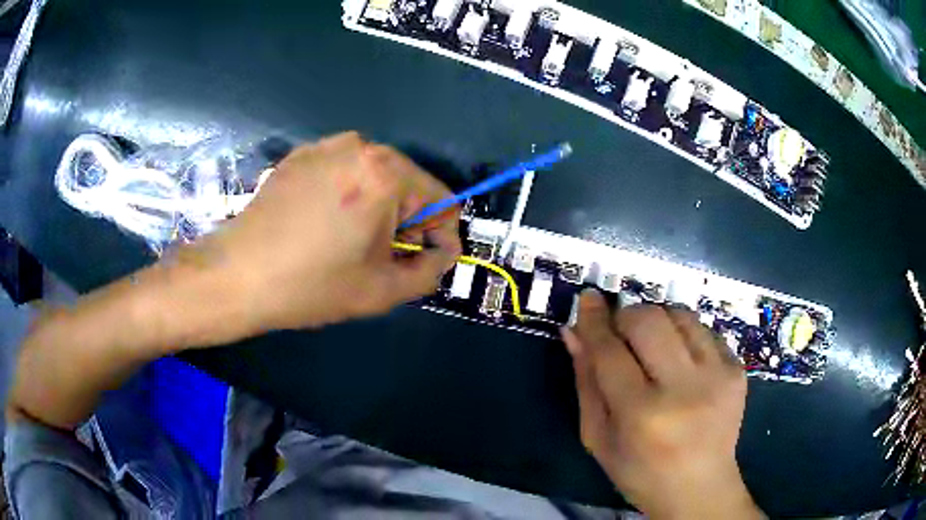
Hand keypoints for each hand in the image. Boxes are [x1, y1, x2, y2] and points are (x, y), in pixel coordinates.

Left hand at [186, 131, 461, 333]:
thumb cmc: (310, 284)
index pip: (442, 200)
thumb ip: (430, 270)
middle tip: (384, 259)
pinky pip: (343, 173)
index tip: (425, 264)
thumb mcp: (382, 290)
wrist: (236, 275)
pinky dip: (347, 197)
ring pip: (376, 178)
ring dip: (377, 210)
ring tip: (351, 244)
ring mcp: (326, 146)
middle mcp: (360, 146)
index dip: (442, 236)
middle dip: (407, 223)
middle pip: (409, 185)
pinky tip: (324, 225)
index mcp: (386, 173)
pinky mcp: (301, 155)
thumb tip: (442, 252)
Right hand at [562, 291, 763, 519]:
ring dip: (658, 320)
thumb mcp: (599, 438)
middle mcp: (683, 389)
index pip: (610, 350)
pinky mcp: (737, 369)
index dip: (595, 320)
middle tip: (621, 332)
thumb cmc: (640, 472)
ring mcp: (717, 375)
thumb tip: (574, 332)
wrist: (700, 488)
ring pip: (680, 314)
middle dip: (627, 316)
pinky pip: (704, 329)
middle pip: (649, 319)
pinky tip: (681, 361)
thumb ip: (586, 383)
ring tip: (653, 346)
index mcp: (641, 415)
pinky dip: (684, 335)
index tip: (588, 298)